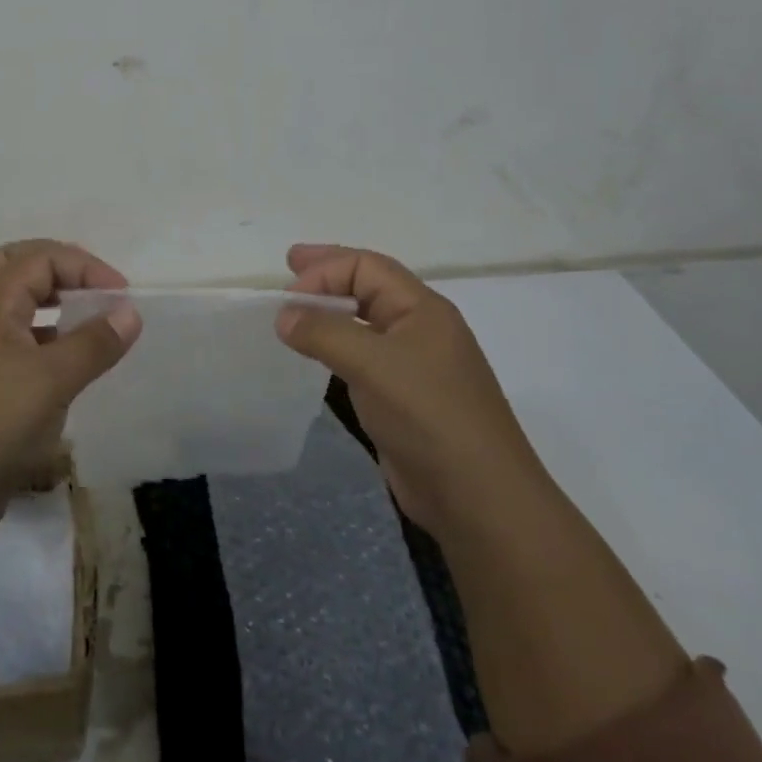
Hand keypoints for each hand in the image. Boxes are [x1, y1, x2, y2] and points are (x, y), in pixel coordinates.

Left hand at [0, 240, 141, 538]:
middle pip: (13, 267)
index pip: (40, 258)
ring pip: (12, 306)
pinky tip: (67, 368)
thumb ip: (94, 343)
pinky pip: (15, 344)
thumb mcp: (52, 380)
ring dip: (49, 303)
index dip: (84, 266)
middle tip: (91, 288)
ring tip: (86, 323)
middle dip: (57, 268)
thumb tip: (130, 312)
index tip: (121, 295)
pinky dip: (44, 340)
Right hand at [275, 243, 549, 536]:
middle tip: (289, 264)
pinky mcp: (402, 398)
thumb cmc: (429, 415)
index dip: (325, 270)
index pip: (367, 267)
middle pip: (368, 286)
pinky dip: (335, 347)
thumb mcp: (373, 364)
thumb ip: (324, 333)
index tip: (287, 295)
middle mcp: (418, 329)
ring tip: (295, 311)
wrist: (477, 497)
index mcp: (422, 309)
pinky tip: (316, 356)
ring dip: (329, 312)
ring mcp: (412, 365)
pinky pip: (362, 357)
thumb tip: (283, 316)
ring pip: (363, 323)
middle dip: (328, 274)